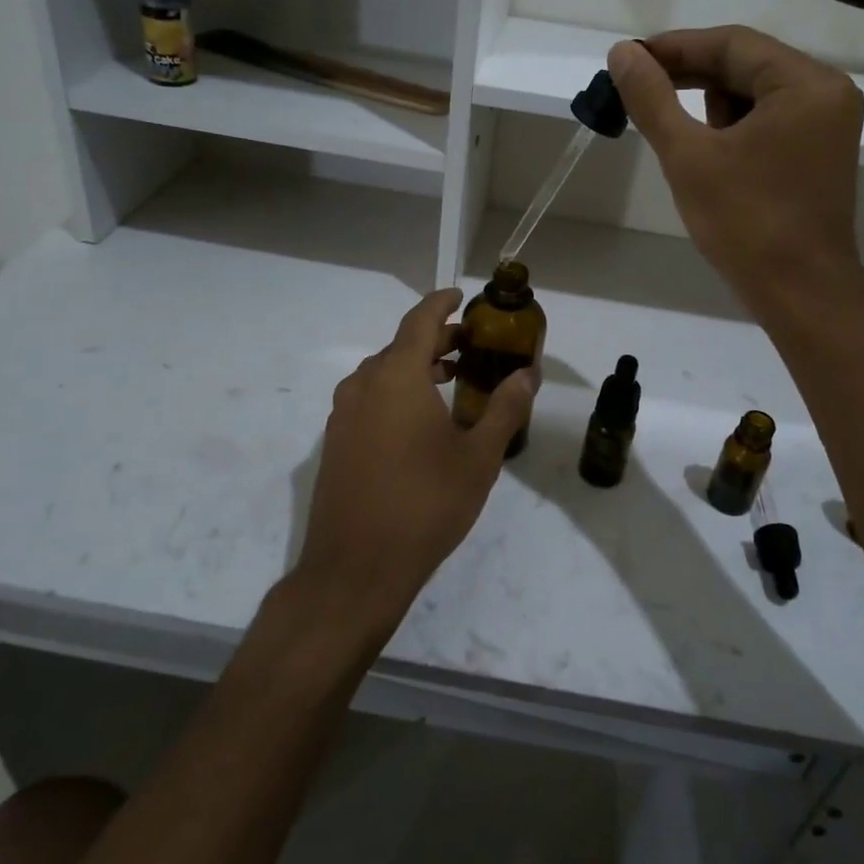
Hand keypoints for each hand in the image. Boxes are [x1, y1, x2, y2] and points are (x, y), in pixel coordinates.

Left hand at [294, 289, 537, 635]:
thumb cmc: (426, 504)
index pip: (420, 321)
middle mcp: (363, 385)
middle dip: (436, 340)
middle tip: (471, 346)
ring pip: (382, 373)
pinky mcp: (335, 443)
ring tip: (450, 380)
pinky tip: (419, 421)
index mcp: (397, 377)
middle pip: (400, 346)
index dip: (441, 303)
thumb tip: (528, 374)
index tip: (461, 296)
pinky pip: (368, 399)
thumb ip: (504, 408)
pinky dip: (395, 392)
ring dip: (415, 367)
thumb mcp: (478, 457)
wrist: (356, 568)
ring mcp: (343, 415)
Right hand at [607, 27, 863, 313]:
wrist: (801, 295)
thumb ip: (652, 99)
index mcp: (806, 84)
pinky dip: (732, 128)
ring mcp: (826, 125)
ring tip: (673, 131)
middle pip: (746, 64)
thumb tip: (620, 53)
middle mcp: (826, 93)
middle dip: (689, 76)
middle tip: (636, 89)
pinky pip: (768, 121)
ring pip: (755, 94)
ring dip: (709, 104)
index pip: (732, 43)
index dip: (674, 47)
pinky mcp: (818, 154)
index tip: (627, 59)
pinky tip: (705, 152)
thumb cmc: (746, 223)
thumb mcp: (689, 156)